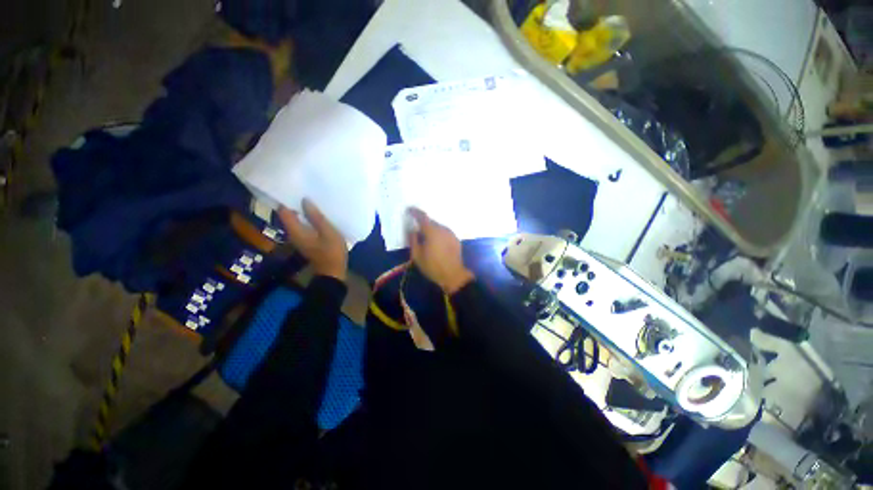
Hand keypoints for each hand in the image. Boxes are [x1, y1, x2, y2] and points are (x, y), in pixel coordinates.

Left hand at [278, 199, 347, 280]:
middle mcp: (293, 233)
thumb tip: (304, 200)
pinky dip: (307, 218)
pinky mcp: (306, 240)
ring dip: (302, 210)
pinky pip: (302, 225)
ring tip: (313, 200)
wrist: (333, 271)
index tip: (295, 188)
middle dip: (295, 203)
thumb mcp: (328, 232)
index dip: (286, 199)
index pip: (284, 211)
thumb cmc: (332, 252)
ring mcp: (299, 238)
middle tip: (306, 191)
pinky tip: (317, 214)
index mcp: (295, 230)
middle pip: (288, 215)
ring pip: (296, 220)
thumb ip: (316, 217)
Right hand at [407, 208, 473, 293]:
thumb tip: (412, 230)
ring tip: (426, 240)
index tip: (409, 210)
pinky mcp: (455, 239)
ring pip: (438, 227)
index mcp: (432, 231)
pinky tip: (436, 244)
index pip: (422, 217)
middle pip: (431, 222)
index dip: (414, 212)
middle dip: (423, 224)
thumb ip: (413, 240)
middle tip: (417, 232)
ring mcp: (450, 233)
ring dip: (431, 230)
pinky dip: (438, 234)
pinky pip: (444, 232)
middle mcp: (442, 229)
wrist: (453, 275)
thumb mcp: (417, 255)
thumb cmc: (432, 266)